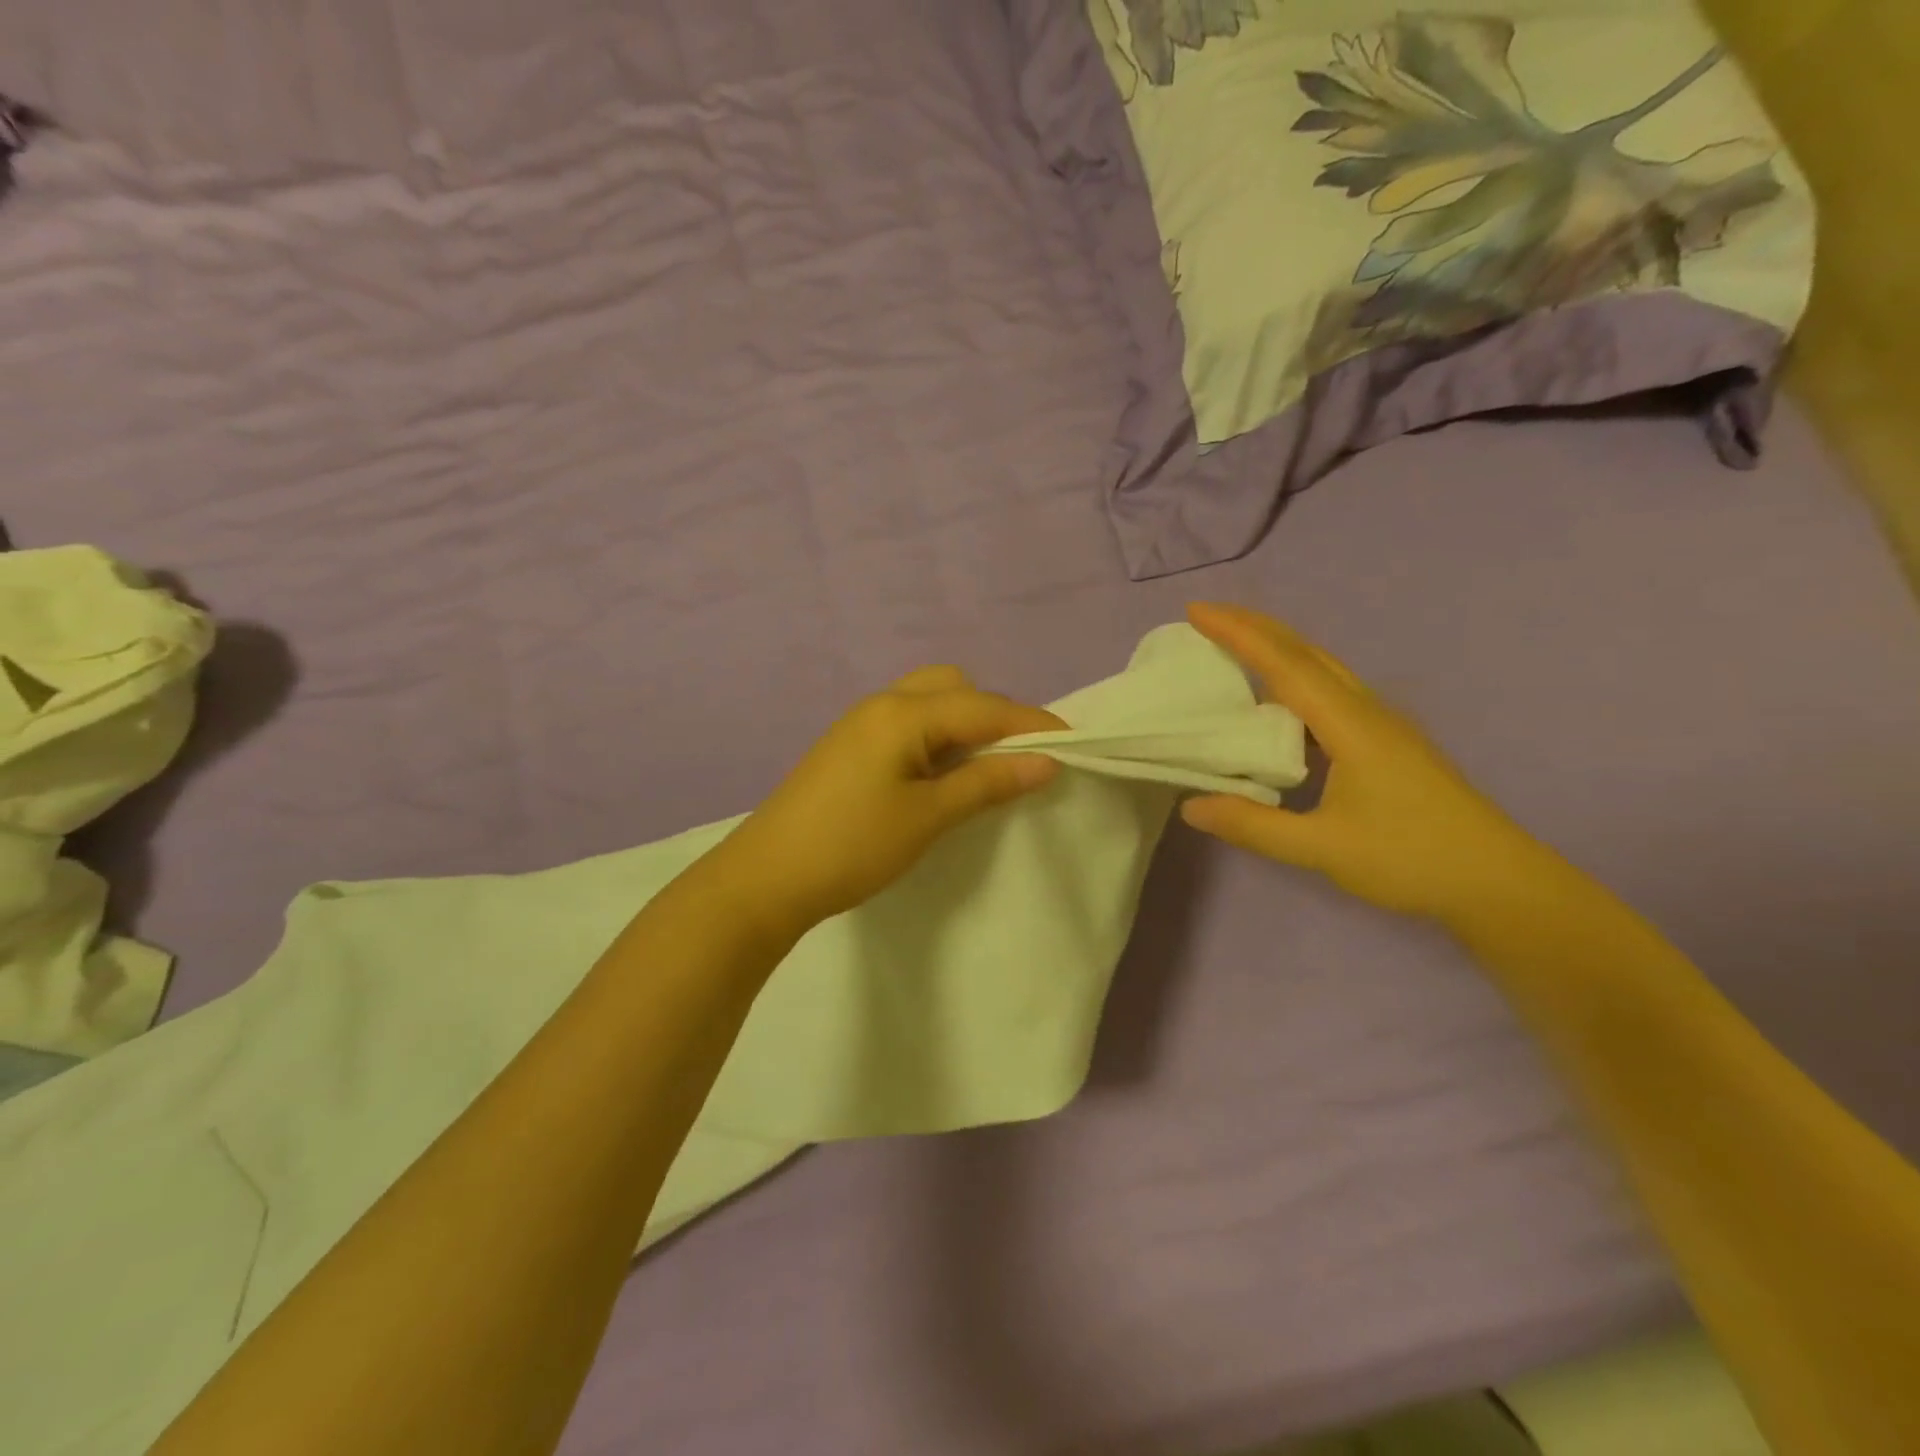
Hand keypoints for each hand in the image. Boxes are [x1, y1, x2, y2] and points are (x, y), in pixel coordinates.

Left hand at [708, 666, 1065, 935]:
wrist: (767, 877)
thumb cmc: (853, 845)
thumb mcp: (928, 816)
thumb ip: (988, 782)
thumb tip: (1047, 760)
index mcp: (904, 712)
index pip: (985, 706)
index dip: (1033, 724)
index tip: (1074, 747)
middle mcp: (883, 703)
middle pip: (956, 687)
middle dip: (995, 715)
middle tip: (1017, 759)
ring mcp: (861, 722)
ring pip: (929, 701)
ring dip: (964, 724)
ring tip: (983, 767)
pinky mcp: (850, 745)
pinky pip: (908, 722)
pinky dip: (937, 736)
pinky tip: (941, 773)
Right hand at [1179, 602, 1558, 926]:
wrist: (1497, 880)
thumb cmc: (1411, 858)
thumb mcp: (1323, 849)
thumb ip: (1253, 826)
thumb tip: (1190, 806)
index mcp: (1351, 725)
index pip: (1285, 665)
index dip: (1239, 634)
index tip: (1196, 611)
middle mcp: (1367, 710)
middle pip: (1306, 651)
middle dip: (1254, 627)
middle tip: (1206, 616)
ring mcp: (1382, 723)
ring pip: (1322, 667)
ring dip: (1276, 647)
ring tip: (1234, 646)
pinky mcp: (1388, 741)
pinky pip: (1331, 689)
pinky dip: (1294, 676)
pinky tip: (1279, 699)